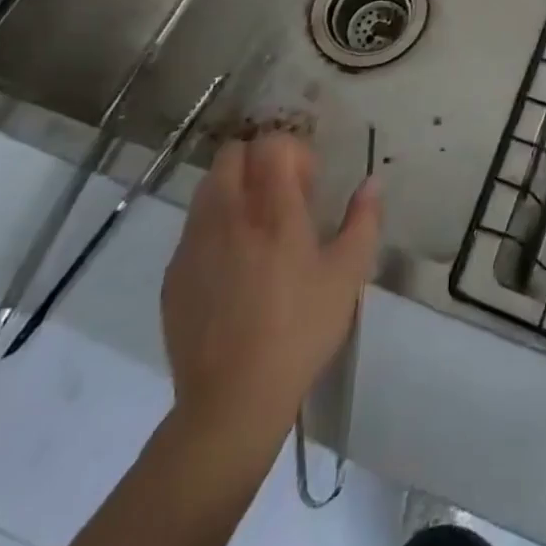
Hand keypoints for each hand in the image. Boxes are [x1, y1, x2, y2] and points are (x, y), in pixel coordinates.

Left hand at [159, 135, 380, 442]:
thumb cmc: (299, 331)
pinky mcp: (173, 273)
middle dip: (260, 162)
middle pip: (233, 154)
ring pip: (209, 186)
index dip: (294, 153)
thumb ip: (363, 220)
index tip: (310, 186)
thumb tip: (372, 182)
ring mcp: (194, 243)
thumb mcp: (347, 275)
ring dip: (235, 189)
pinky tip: (234, 267)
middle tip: (284, 198)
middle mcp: (228, 215)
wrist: (231, 401)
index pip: (272, 144)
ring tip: (258, 229)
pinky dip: (215, 226)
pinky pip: (194, 227)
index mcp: (272, 210)